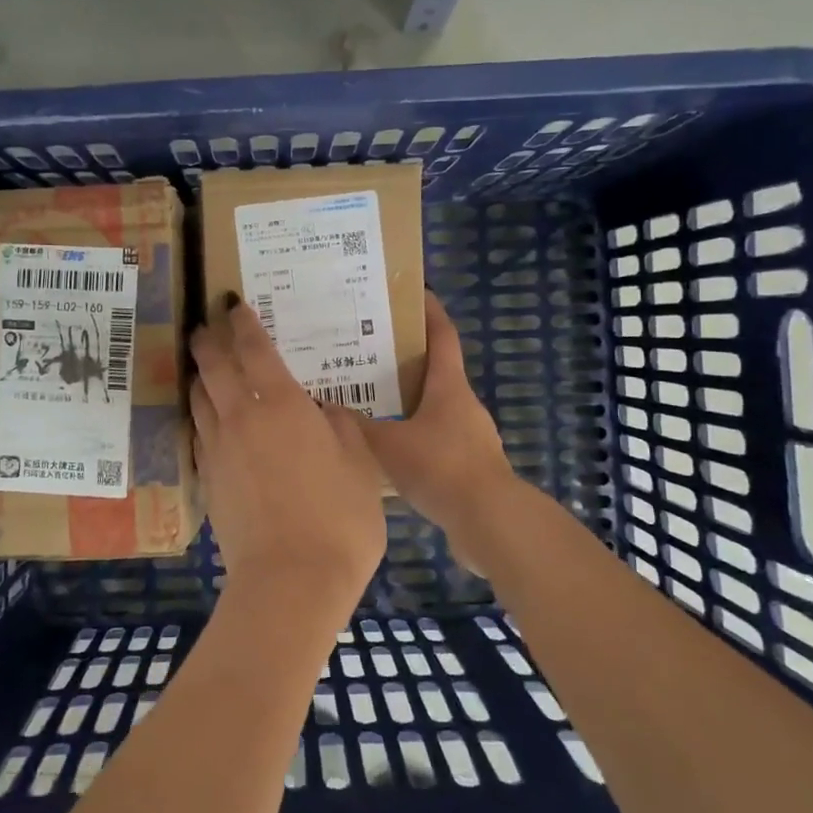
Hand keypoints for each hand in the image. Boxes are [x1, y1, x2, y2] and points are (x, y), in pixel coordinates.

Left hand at [189, 300, 386, 623]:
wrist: (290, 580)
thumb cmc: (339, 517)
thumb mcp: (360, 464)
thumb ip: (339, 426)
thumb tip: (323, 409)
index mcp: (282, 405)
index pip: (254, 349)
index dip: (242, 322)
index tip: (232, 303)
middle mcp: (242, 417)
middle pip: (214, 366)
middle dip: (208, 339)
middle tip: (205, 322)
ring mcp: (219, 449)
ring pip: (199, 397)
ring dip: (199, 374)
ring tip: (202, 363)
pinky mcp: (209, 479)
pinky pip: (199, 432)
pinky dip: (201, 413)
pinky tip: (207, 416)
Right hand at [352, 292, 516, 544]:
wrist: (487, 520)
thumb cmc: (439, 467)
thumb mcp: (387, 444)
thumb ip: (356, 426)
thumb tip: (325, 407)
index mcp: (449, 386)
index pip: (442, 336)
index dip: (430, 312)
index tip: (413, 293)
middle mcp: (463, 404)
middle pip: (436, 370)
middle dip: (406, 358)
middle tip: (368, 352)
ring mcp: (471, 435)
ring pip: (434, 406)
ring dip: (408, 400)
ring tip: (371, 401)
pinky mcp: (469, 465)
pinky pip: (436, 438)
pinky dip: (414, 434)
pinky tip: (388, 449)